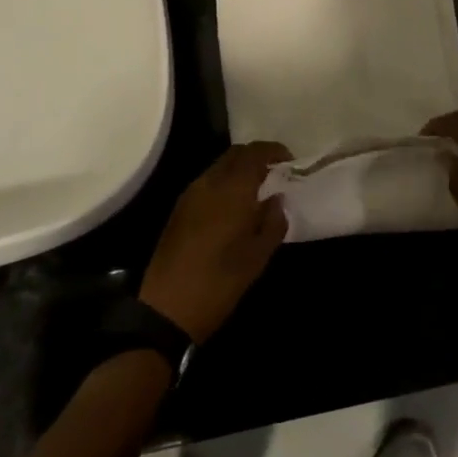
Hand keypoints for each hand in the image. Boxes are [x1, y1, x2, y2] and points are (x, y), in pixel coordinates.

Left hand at [138, 142, 290, 342]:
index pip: (254, 153)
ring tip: (257, 189)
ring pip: (219, 166)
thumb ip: (273, 221)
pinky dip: (224, 182)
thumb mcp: (258, 256)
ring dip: (239, 169)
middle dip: (256, 157)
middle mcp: (209, 182)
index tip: (289, 160)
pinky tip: (234, 204)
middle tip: (275, 172)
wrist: (168, 306)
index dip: (273, 151)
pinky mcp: (180, 208)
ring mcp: (191, 193)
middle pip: (235, 154)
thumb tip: (277, 199)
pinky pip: (207, 181)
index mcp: (232, 189)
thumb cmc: (220, 281)